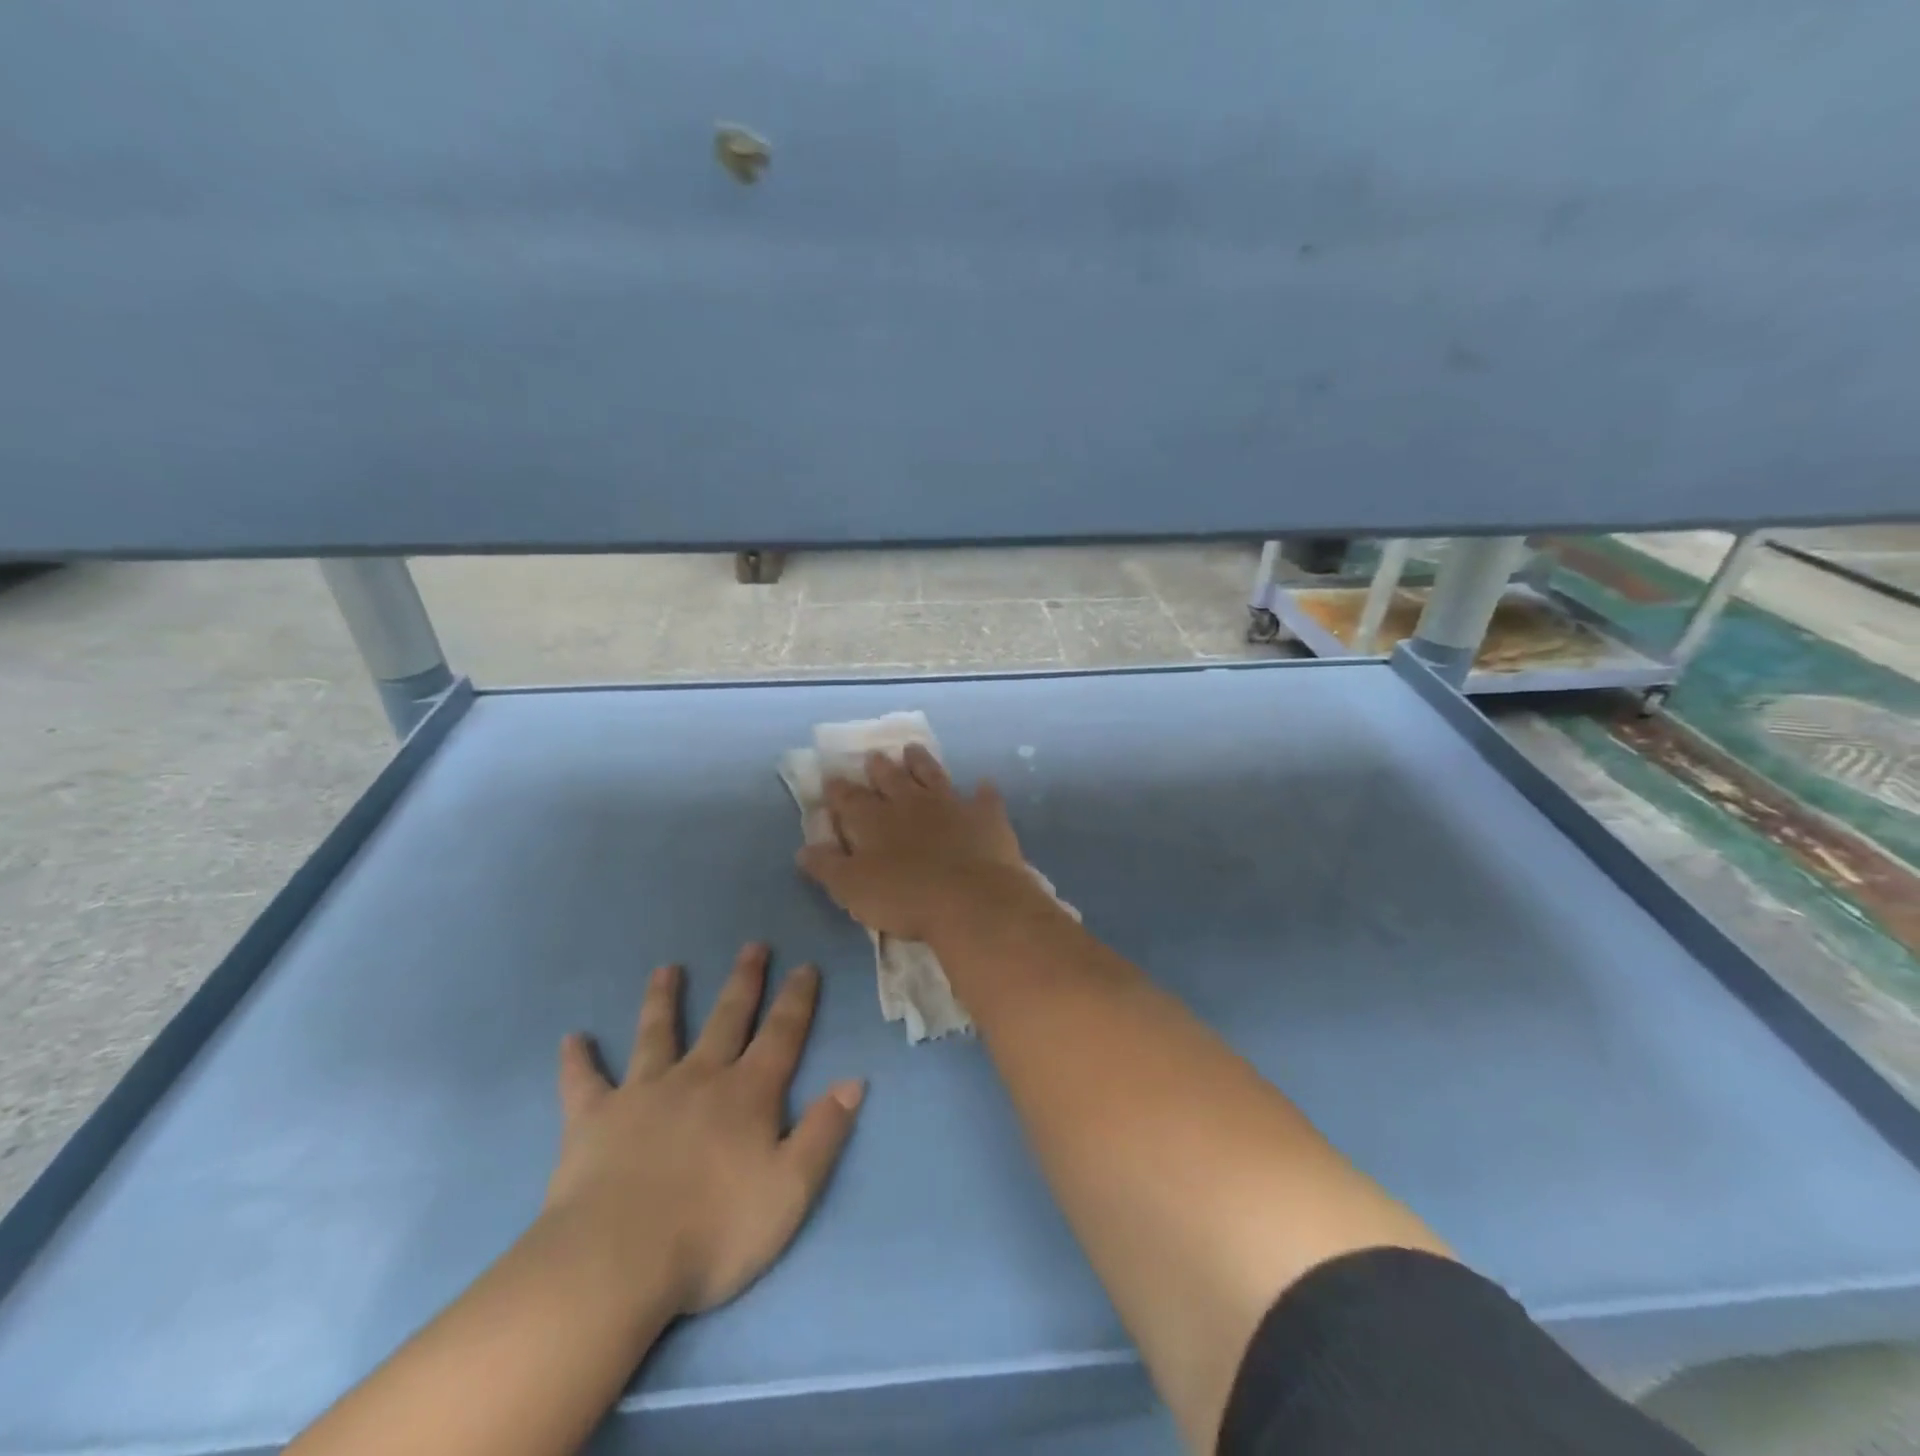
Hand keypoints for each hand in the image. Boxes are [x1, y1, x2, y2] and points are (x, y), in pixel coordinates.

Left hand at [542, 944, 863, 1314]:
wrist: (616, 1265)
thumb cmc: (713, 1232)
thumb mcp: (791, 1190)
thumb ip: (824, 1132)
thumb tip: (854, 1081)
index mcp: (747, 1094)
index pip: (782, 1034)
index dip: (797, 999)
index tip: (805, 966)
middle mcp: (699, 1078)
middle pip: (726, 1018)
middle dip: (744, 982)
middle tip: (753, 946)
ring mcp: (643, 1093)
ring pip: (656, 1034)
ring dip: (664, 1000)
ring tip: (667, 969)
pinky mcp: (593, 1119)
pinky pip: (583, 1082)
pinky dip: (578, 1060)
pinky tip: (572, 1039)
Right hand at [796, 745, 1032, 941]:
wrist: (971, 898)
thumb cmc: (904, 898)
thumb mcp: (852, 888)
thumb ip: (828, 866)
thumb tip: (804, 849)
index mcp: (873, 821)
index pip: (849, 799)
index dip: (838, 789)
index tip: (831, 777)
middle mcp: (909, 803)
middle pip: (891, 778)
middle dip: (879, 767)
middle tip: (874, 756)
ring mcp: (950, 805)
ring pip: (932, 775)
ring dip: (921, 762)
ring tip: (912, 749)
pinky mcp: (985, 816)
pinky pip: (985, 797)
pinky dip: (982, 791)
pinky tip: (983, 784)